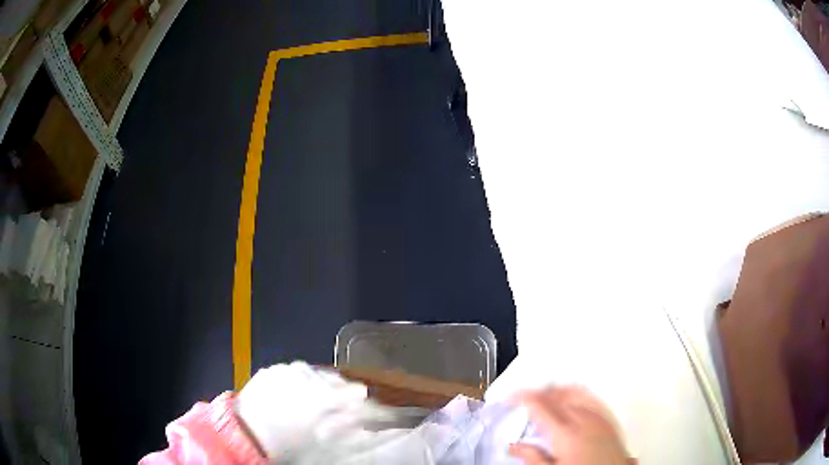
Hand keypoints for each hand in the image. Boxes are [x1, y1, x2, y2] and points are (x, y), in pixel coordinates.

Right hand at [509, 386, 635, 464]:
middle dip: (540, 392)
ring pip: (576, 393)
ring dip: (559, 390)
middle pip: (558, 396)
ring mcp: (599, 418)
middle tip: (526, 396)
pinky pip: (592, 399)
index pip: (540, 406)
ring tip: (548, 392)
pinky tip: (576, 396)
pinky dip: (580, 393)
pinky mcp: (610, 420)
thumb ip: (532, 456)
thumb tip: (514, 447)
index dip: (523, 398)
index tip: (512, 397)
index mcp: (565, 433)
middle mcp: (583, 420)